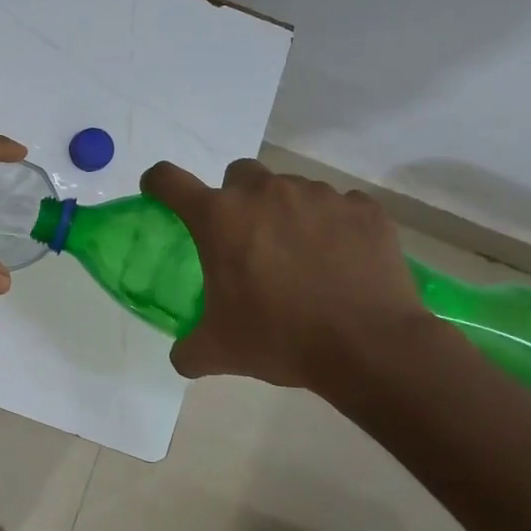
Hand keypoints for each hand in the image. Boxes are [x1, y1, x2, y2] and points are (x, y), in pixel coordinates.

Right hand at [140, 158, 430, 390]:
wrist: (371, 346)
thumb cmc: (281, 338)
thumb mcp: (220, 351)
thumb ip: (189, 350)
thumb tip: (182, 356)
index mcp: (219, 218)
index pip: (169, 180)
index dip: (159, 184)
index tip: (160, 194)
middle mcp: (264, 193)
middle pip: (238, 174)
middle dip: (237, 198)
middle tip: (246, 238)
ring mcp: (318, 196)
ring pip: (290, 189)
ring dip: (286, 212)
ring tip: (300, 255)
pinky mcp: (363, 209)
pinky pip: (339, 206)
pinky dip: (333, 226)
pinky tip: (340, 260)